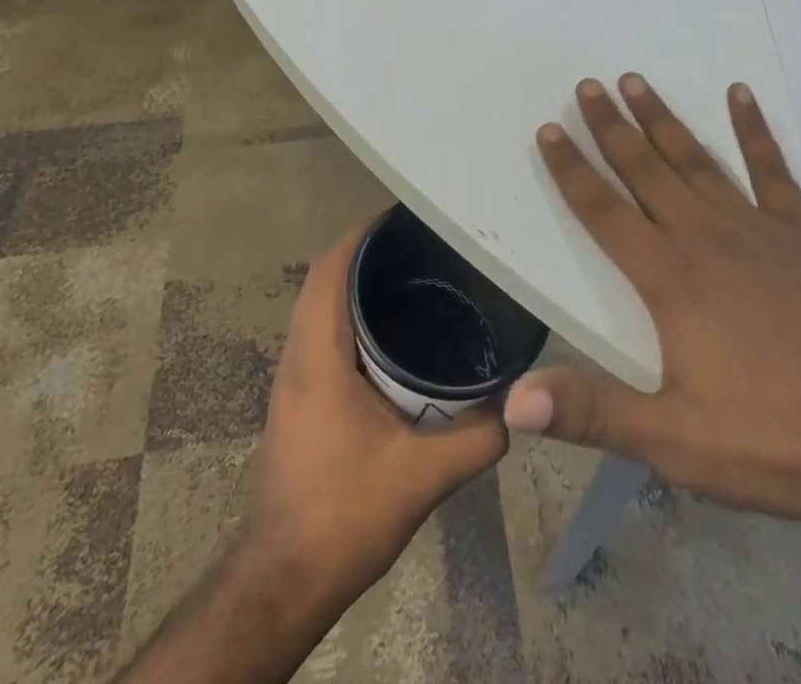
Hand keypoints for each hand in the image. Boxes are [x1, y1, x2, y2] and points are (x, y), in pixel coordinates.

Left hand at [247, 223, 507, 597]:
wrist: (282, 582)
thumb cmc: (342, 517)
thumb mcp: (421, 477)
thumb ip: (476, 438)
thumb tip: (518, 402)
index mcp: (317, 356)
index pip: (330, 269)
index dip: (362, 234)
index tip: (406, 217)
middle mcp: (297, 356)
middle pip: (324, 277)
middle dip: (367, 252)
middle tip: (422, 244)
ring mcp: (293, 378)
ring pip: (319, 305)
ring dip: (356, 283)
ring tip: (413, 276)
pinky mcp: (298, 398)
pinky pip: (321, 331)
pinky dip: (350, 314)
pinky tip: (393, 333)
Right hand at [504, 75, 800, 546]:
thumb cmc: (779, 441)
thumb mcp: (677, 441)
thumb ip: (592, 412)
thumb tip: (513, 403)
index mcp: (670, 279)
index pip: (604, 211)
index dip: (572, 169)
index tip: (550, 128)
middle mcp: (706, 237)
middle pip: (646, 169)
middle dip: (611, 126)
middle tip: (588, 84)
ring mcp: (758, 229)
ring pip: (696, 160)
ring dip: (662, 119)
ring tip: (636, 81)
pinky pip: (771, 169)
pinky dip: (753, 129)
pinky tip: (740, 94)